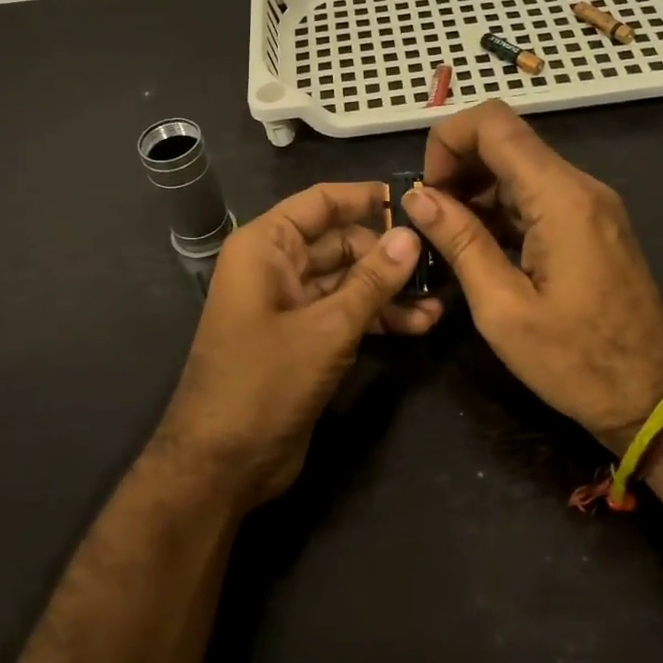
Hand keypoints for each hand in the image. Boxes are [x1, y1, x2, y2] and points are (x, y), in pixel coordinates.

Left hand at [160, 182, 442, 507]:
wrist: (222, 464)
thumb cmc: (264, 382)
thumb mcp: (326, 328)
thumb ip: (372, 281)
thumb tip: (411, 235)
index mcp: (265, 247)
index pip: (320, 202)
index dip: (365, 198)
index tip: (415, 202)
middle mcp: (275, 267)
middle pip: (339, 241)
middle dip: (386, 253)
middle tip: (440, 261)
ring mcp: (288, 305)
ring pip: (346, 280)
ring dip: (388, 290)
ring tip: (438, 301)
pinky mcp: (302, 339)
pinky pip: (343, 313)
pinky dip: (376, 317)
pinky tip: (418, 326)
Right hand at [401, 101, 662, 450]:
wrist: (655, 397)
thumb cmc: (576, 361)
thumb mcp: (502, 308)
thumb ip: (459, 242)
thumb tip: (417, 196)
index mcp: (560, 198)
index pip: (494, 123)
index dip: (447, 140)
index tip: (426, 191)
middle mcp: (580, 186)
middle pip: (506, 140)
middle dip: (457, 167)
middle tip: (431, 221)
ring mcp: (590, 204)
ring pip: (518, 168)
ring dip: (476, 191)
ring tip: (449, 240)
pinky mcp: (591, 224)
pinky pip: (536, 196)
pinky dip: (500, 209)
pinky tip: (481, 248)